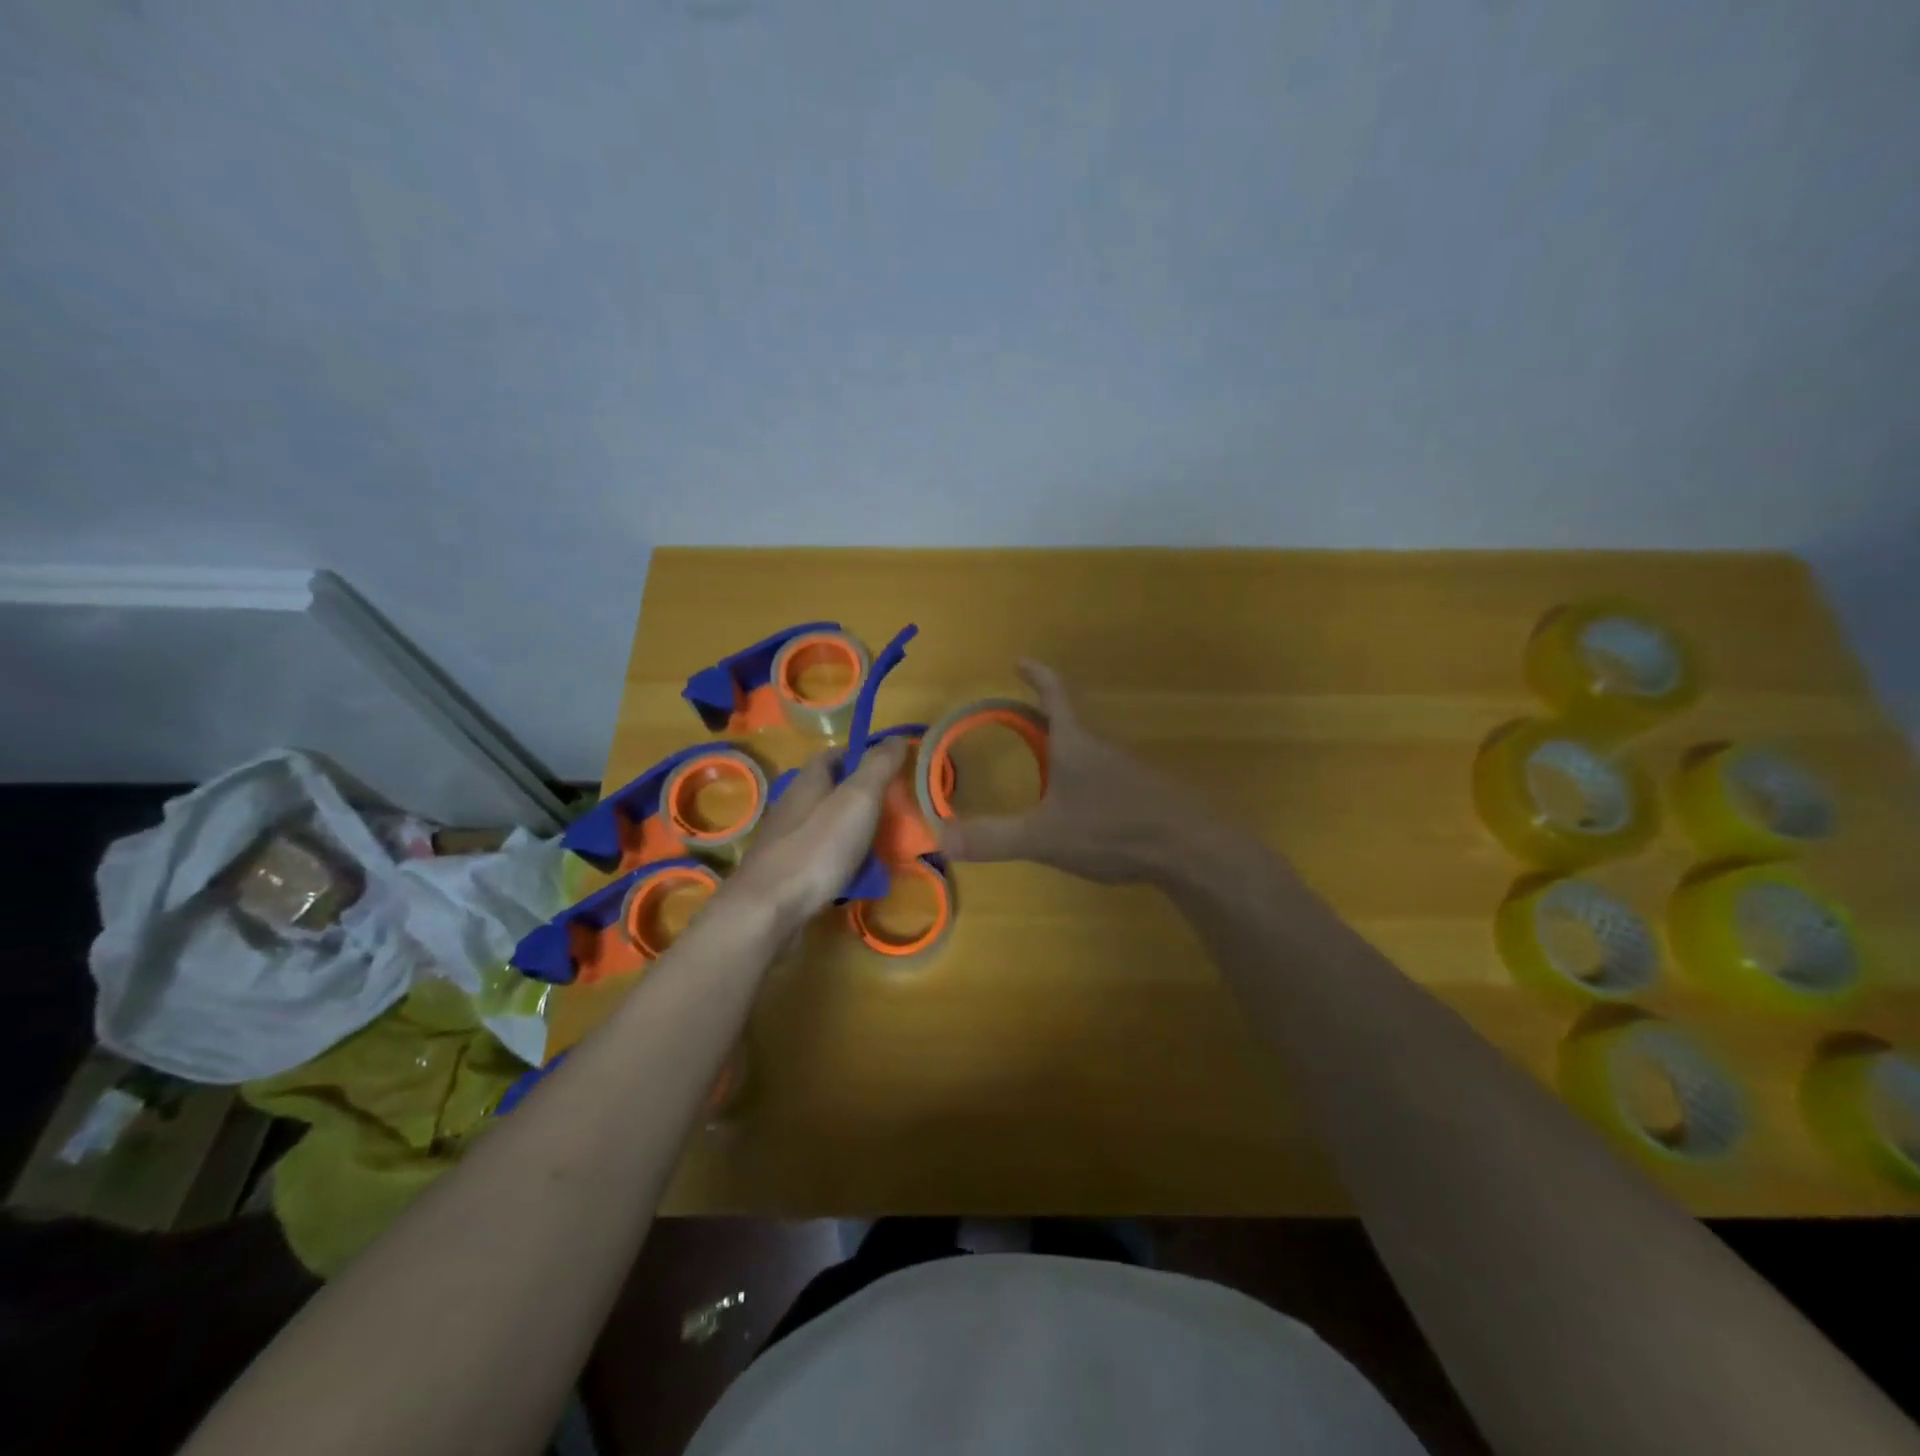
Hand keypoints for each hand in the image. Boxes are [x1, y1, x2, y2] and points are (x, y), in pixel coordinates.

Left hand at [724, 738, 908, 933]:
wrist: (767, 911)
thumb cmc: (816, 849)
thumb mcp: (857, 800)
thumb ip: (878, 768)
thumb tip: (897, 737)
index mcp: (808, 781)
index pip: (833, 754)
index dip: (861, 754)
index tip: (891, 766)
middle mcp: (793, 806)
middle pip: (830, 791)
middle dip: (862, 797)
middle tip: (896, 809)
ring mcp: (786, 842)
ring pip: (827, 826)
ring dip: (854, 831)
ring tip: (885, 846)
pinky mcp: (786, 874)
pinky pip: (822, 858)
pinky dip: (843, 862)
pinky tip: (859, 877)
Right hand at [935, 661, 1244, 884]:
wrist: (1190, 848)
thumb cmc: (1112, 828)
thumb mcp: (1044, 836)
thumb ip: (993, 837)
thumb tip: (939, 837)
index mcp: (1076, 743)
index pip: (1054, 695)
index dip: (1037, 675)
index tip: (1021, 660)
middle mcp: (1104, 748)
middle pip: (1070, 722)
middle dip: (1042, 718)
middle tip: (1017, 723)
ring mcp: (1130, 770)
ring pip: (1090, 751)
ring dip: (1066, 750)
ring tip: (1044, 767)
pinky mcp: (1148, 795)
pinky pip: (1107, 776)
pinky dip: (1086, 779)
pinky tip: (1082, 806)